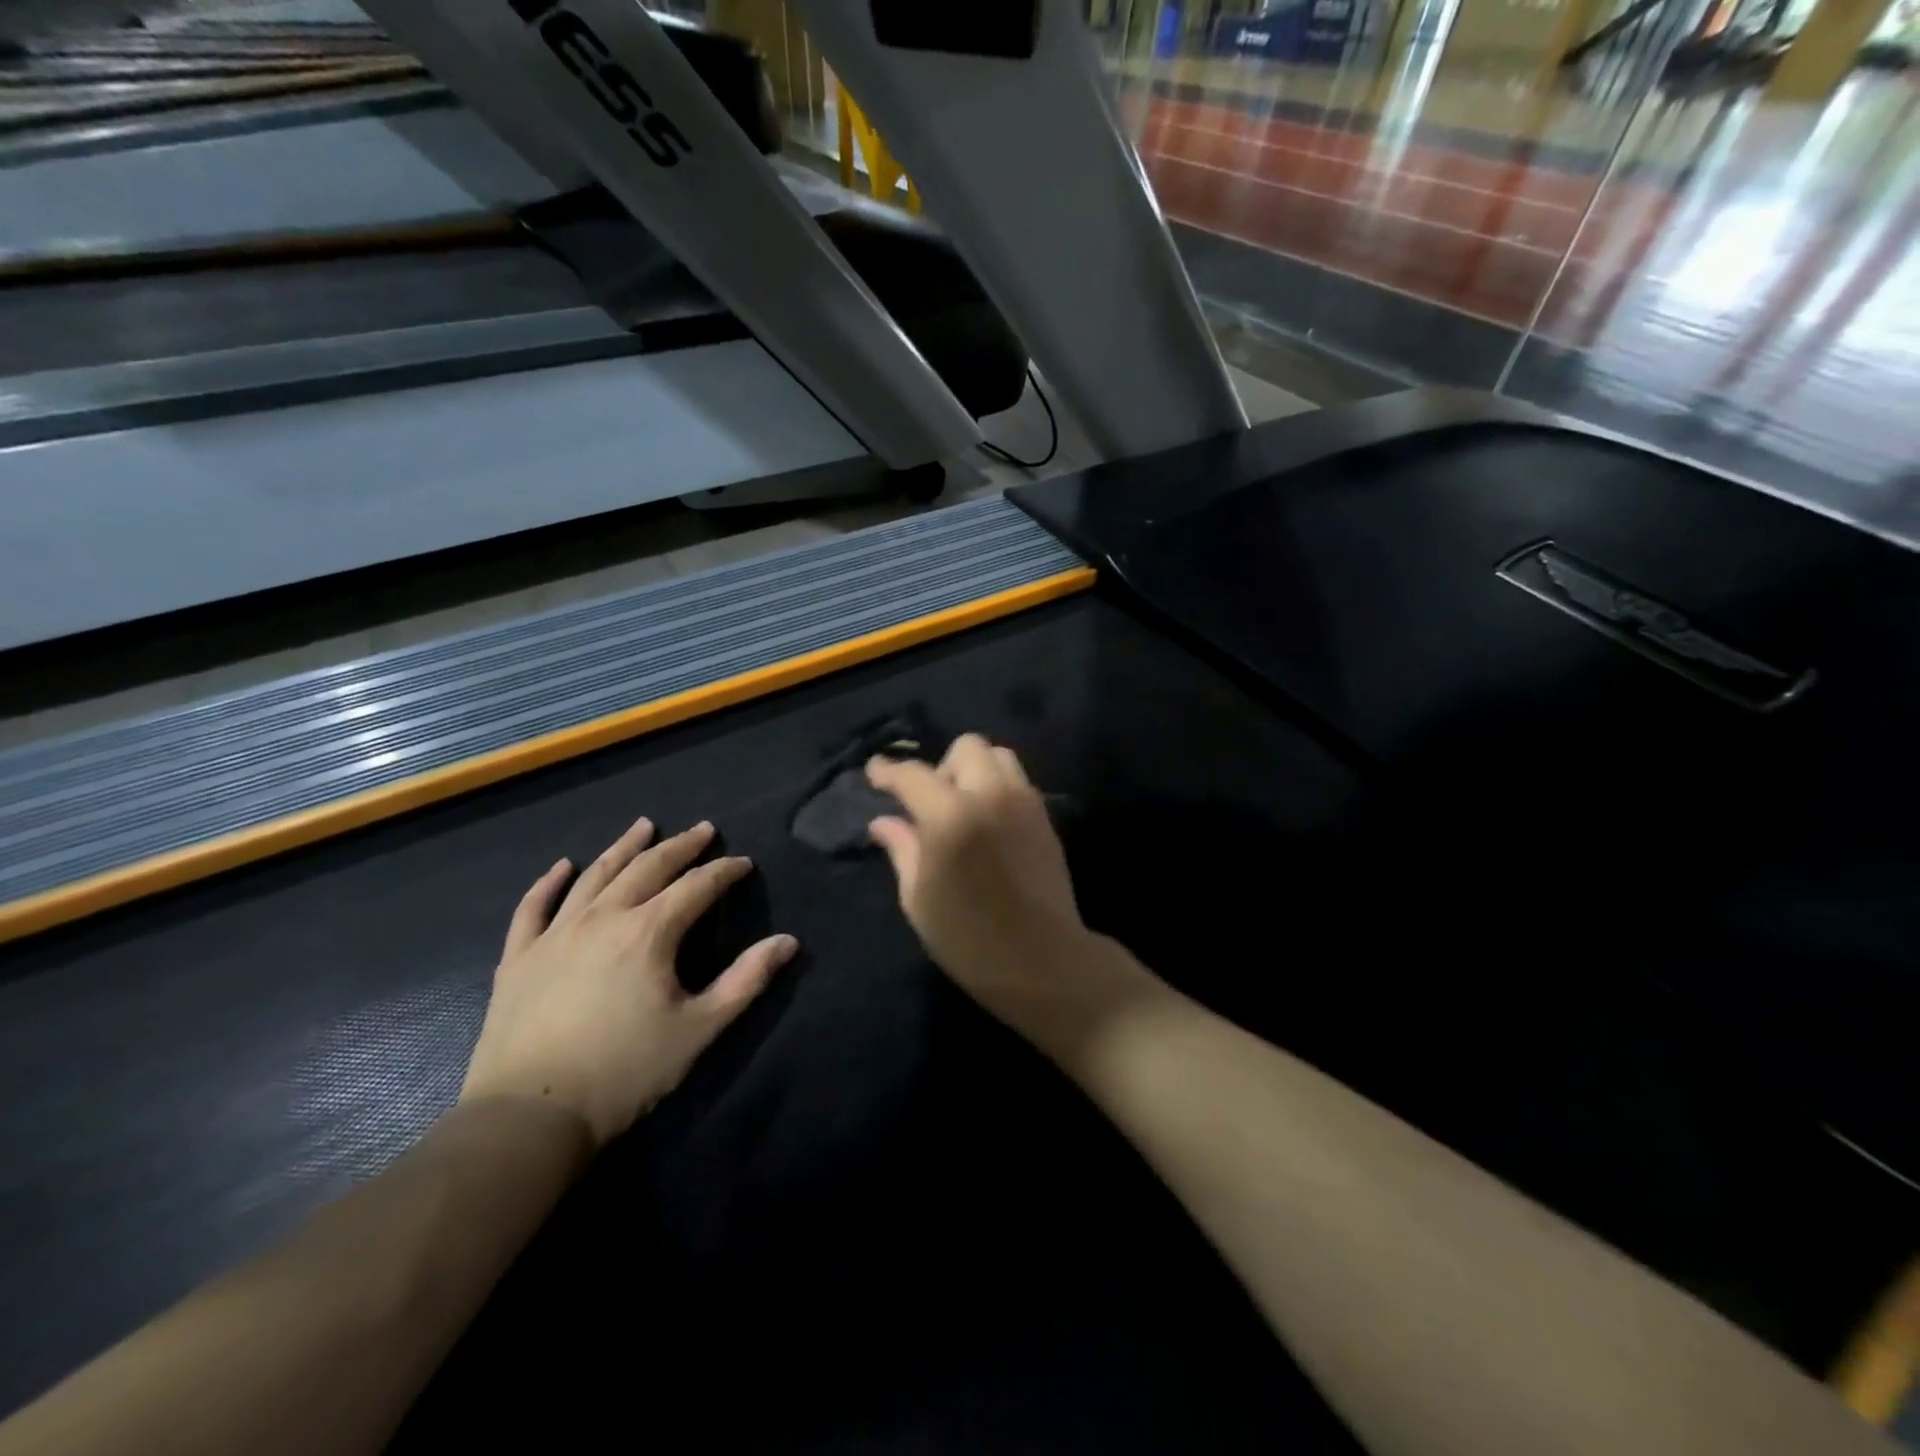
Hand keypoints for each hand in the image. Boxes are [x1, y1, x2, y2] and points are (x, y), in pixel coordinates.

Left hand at [461, 818, 796, 1145]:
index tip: (743, 863)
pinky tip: (563, 865)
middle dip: (680, 847)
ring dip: (623, 847)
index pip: (697, 886)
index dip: (724, 871)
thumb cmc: (625, 1071)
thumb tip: (787, 941)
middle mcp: (603, 918)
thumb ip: (746, 981)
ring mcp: (555, 934)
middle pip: (648, 868)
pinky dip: (549, 882)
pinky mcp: (520, 957)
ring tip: (644, 826)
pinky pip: (534, 907)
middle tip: (703, 829)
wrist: (529, 1117)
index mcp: (649, 932)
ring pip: (595, 876)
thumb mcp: (699, 1029)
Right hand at [866, 736, 1091, 1021]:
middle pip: (966, 747)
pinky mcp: (1045, 817)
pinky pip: (1018, 781)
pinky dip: (997, 786)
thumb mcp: (919, 898)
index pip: (913, 775)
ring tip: (962, 806)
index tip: (875, 773)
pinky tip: (988, 821)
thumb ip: (902, 849)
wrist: (1043, 961)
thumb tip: (883, 821)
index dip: (888, 771)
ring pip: (999, 755)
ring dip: (975, 769)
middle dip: (941, 765)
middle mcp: (990, 795)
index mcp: (950, 816)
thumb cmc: (968, 939)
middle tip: (930, 802)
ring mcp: (1024, 803)